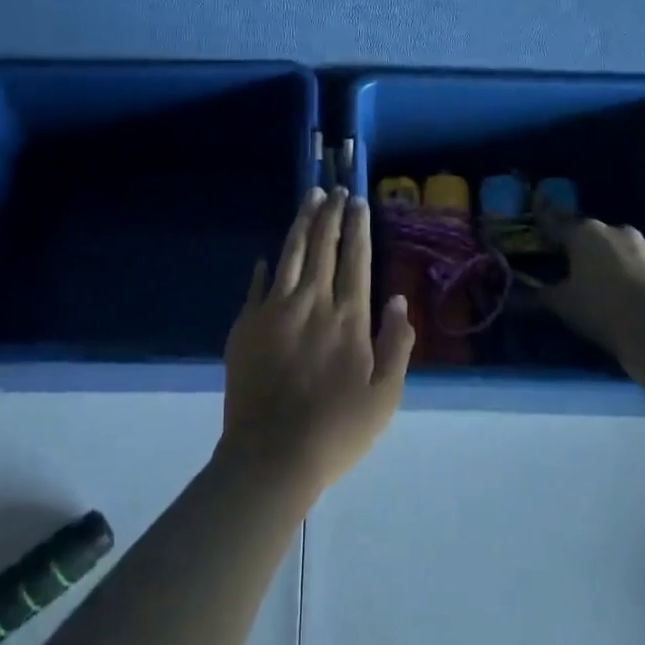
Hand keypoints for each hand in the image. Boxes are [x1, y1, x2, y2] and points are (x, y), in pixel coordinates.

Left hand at [220, 187, 416, 497]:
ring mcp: (275, 310)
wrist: (272, 455)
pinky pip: (257, 285)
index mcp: (348, 318)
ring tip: (309, 198)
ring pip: (290, 255)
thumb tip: (398, 299)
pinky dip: (266, 267)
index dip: (358, 227)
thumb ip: (396, 344)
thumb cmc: (337, 431)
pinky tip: (268, 254)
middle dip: (330, 214)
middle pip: (322, 247)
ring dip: (301, 224)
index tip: (358, 201)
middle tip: (334, 188)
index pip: (356, 259)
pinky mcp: (246, 324)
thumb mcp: (385, 396)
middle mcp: (312, 303)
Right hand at [539, 218, 644, 361]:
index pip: (552, 220)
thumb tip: (513, 294)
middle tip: (558, 257)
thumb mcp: (562, 304)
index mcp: (581, 232)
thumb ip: (537, 294)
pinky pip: (626, 256)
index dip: (540, 220)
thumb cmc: (602, 309)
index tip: (531, 216)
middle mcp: (608, 228)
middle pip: (582, 231)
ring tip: (587, 273)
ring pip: (607, 243)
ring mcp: (636, 242)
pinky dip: (615, 264)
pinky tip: (612, 282)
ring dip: (595, 253)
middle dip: (570, 242)